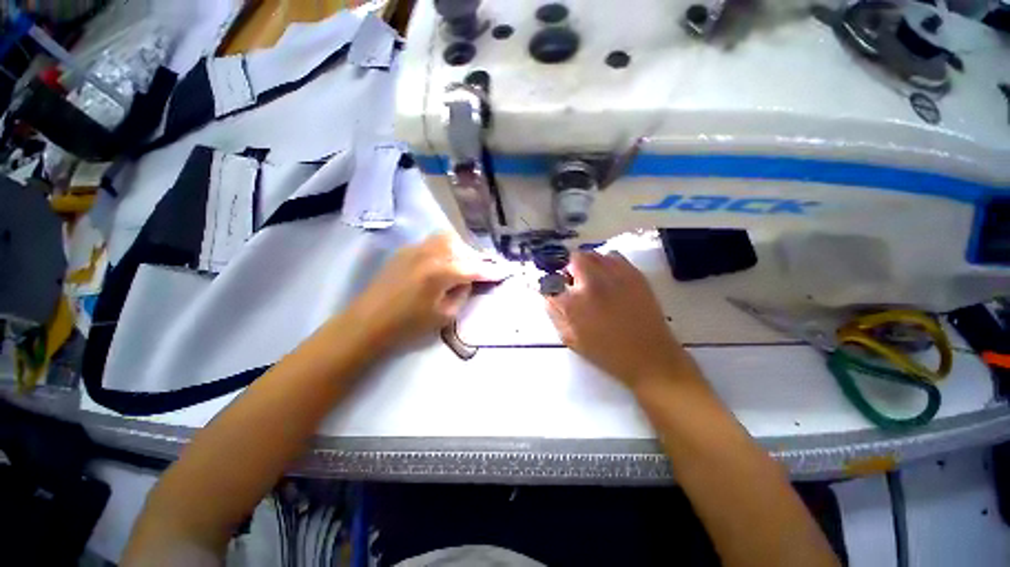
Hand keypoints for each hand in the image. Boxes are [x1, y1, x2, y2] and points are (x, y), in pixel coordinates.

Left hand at [347, 233, 504, 349]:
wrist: (367, 323)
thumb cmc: (408, 325)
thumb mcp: (444, 316)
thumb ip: (461, 294)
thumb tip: (468, 280)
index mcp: (440, 273)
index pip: (473, 269)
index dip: (490, 272)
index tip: (503, 272)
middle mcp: (429, 254)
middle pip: (460, 246)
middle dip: (474, 258)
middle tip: (480, 271)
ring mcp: (414, 249)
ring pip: (445, 239)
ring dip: (459, 249)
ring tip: (461, 264)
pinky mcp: (404, 251)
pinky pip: (431, 243)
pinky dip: (443, 250)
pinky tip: (441, 264)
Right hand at [546, 251, 691, 388]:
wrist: (650, 357)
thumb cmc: (606, 352)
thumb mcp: (570, 339)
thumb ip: (554, 313)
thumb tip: (548, 295)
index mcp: (573, 303)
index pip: (551, 283)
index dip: (551, 286)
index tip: (555, 291)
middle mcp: (592, 283)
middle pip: (573, 259)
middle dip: (569, 269)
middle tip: (573, 283)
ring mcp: (615, 275)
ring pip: (592, 254)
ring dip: (586, 264)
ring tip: (591, 279)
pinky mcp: (634, 274)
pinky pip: (613, 256)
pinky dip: (605, 263)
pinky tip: (608, 277)